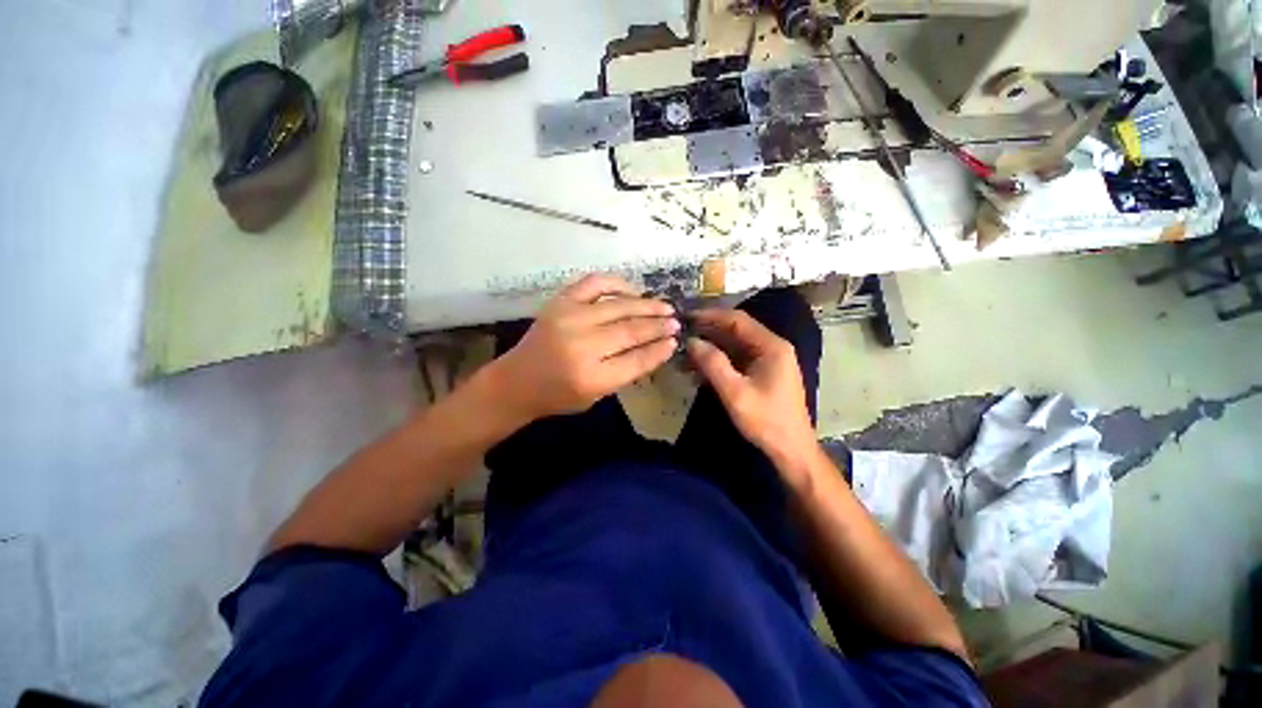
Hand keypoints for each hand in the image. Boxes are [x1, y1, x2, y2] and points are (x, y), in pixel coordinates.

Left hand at [490, 274, 678, 422]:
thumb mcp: (596, 395)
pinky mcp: (560, 302)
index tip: (674, 341)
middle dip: (658, 325)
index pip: (637, 359)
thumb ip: (626, 372)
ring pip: (619, 306)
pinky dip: (617, 283)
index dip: (659, 349)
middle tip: (675, 322)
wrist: (516, 381)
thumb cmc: (558, 395)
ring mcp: (569, 318)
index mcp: (591, 377)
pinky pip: (594, 283)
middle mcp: (582, 345)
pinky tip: (633, 290)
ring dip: (646, 305)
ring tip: (664, 306)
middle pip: (631, 330)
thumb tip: (657, 347)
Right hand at [686, 309, 817, 471]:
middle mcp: (771, 347)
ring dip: (710, 348)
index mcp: (771, 346)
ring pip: (733, 346)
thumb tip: (692, 341)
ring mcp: (767, 361)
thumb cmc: (766, 421)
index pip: (737, 320)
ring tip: (683, 354)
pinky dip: (717, 362)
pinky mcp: (762, 373)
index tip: (686, 317)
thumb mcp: (735, 392)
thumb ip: (713, 364)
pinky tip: (697, 369)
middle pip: (735, 331)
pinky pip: (736, 360)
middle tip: (680, 334)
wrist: (791, 450)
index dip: (710, 316)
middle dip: (707, 332)